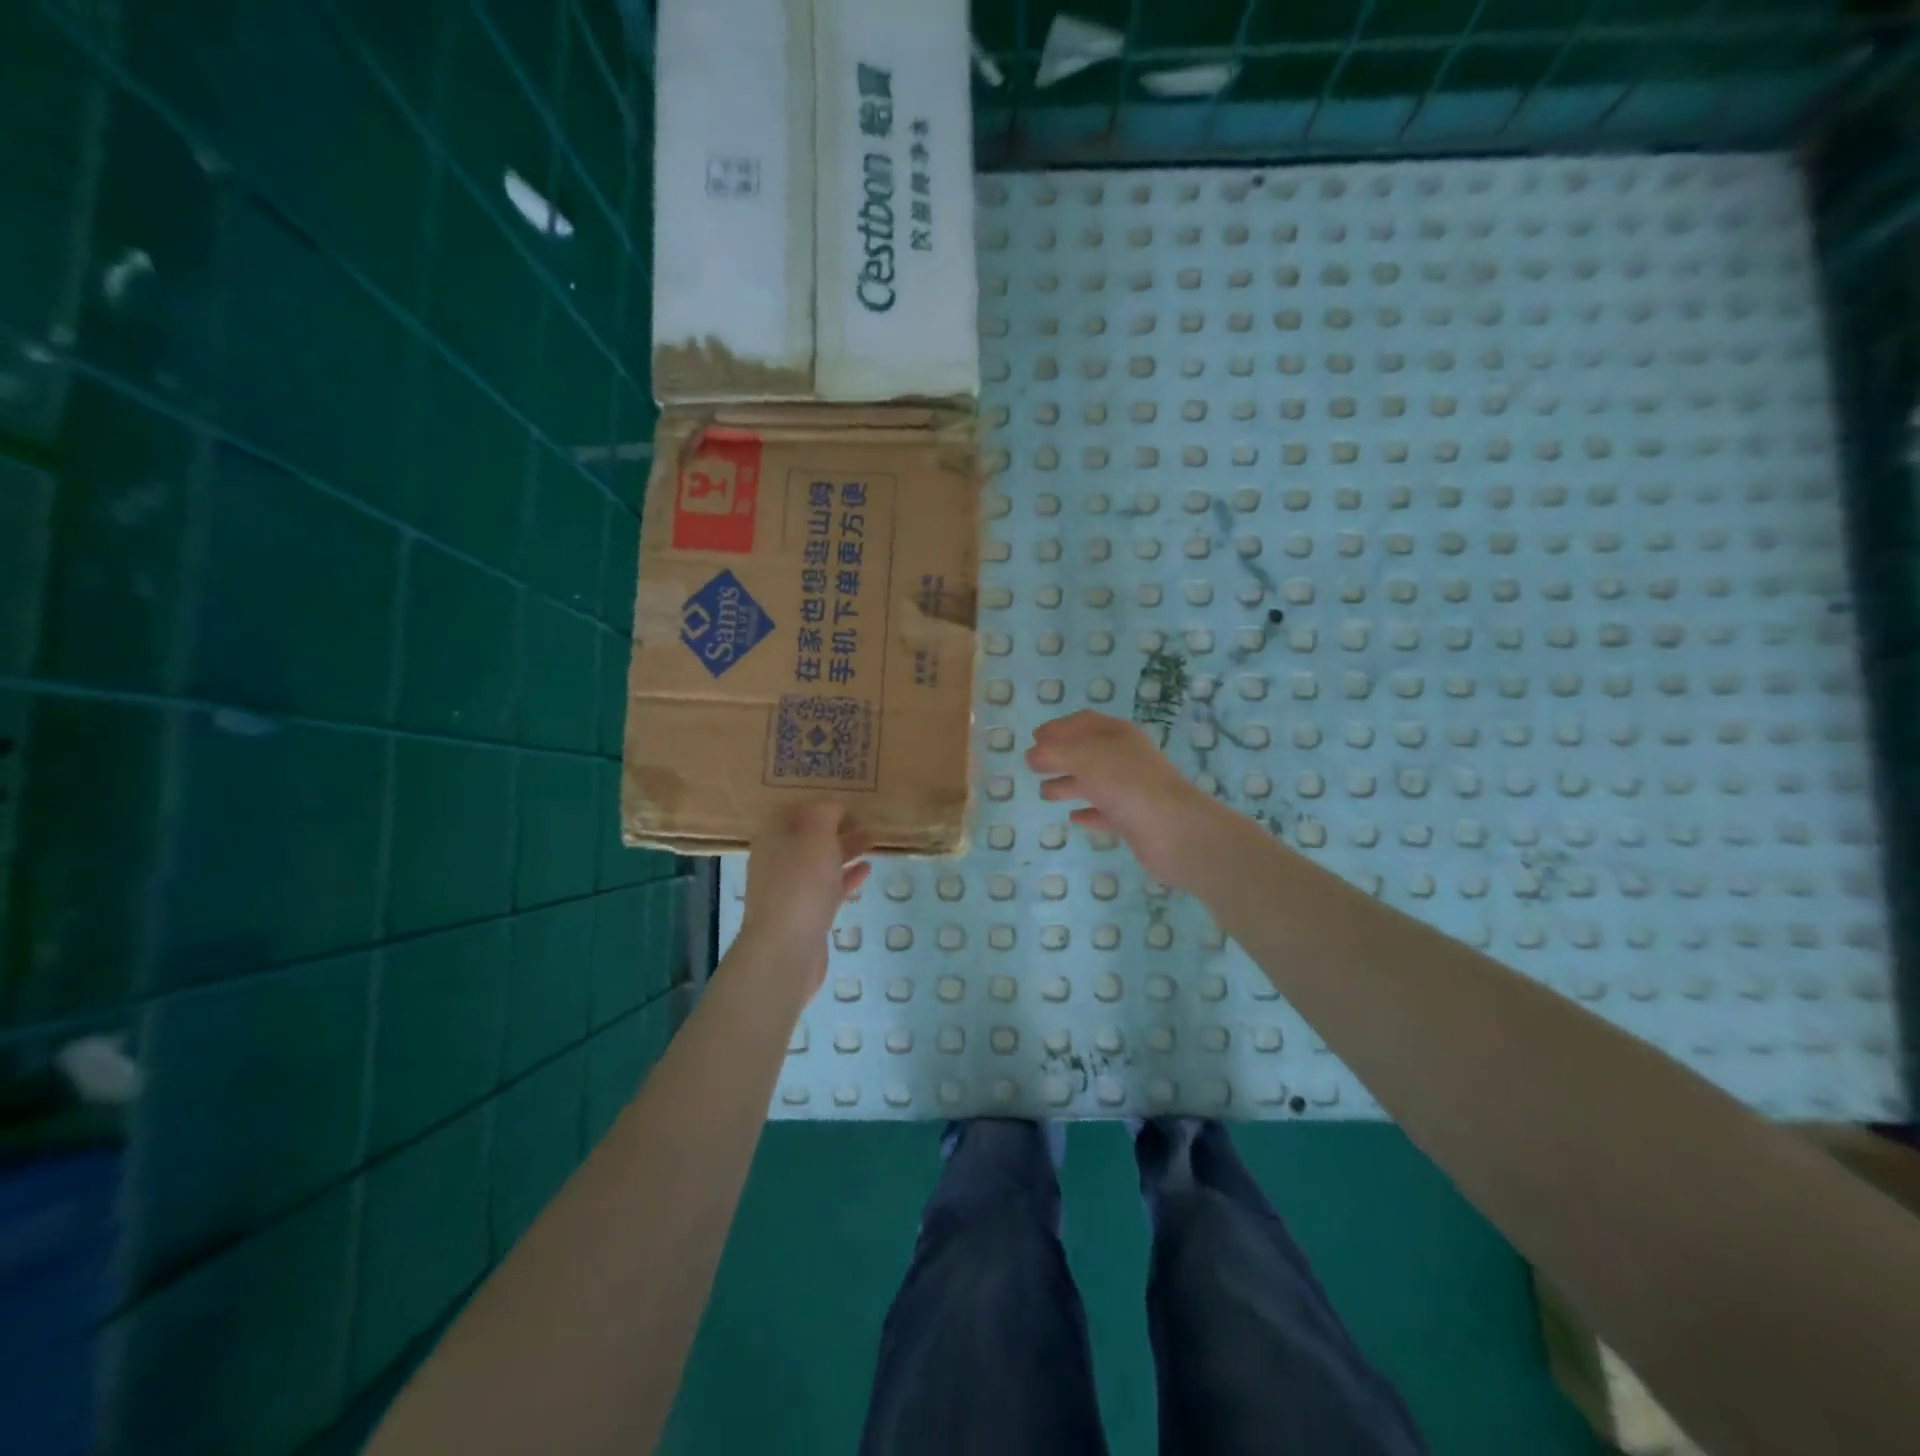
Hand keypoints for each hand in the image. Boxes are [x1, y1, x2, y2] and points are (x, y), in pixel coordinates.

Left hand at [739, 803, 871, 989]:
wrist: (786, 949)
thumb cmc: (801, 883)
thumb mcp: (816, 835)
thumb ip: (825, 813)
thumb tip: (833, 809)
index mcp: (773, 836)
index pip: (797, 810)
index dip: (823, 805)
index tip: (852, 806)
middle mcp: (777, 859)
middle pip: (809, 836)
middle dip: (837, 828)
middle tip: (867, 824)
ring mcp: (789, 888)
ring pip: (820, 862)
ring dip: (845, 851)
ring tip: (872, 843)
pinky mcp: (804, 914)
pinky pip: (827, 887)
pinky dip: (846, 877)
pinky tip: (866, 871)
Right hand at [1026, 711, 1225, 890]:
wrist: (1173, 830)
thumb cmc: (1126, 783)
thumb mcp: (1083, 758)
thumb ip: (1053, 753)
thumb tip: (1032, 755)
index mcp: (1117, 735)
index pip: (1084, 722)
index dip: (1058, 728)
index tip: (1035, 737)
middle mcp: (1125, 758)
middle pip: (1087, 752)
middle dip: (1060, 757)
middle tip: (1033, 766)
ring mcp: (1130, 790)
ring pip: (1094, 783)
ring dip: (1068, 785)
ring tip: (1045, 794)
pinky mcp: (1133, 820)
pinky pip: (1105, 812)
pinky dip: (1088, 813)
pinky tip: (1073, 819)